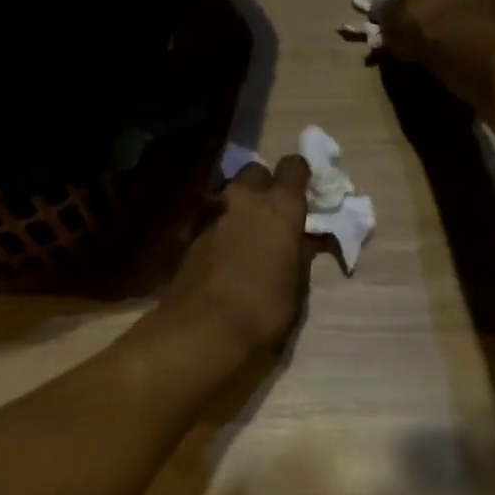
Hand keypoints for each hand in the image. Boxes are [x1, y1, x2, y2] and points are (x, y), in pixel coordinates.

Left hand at [157, 156, 312, 355]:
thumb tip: (303, 239)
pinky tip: (224, 252)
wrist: (201, 328)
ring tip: (246, 232)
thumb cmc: (264, 310)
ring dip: (239, 205)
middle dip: (263, 185)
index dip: (299, 176)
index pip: (293, 166)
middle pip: (255, 172)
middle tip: (271, 212)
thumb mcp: (296, 285)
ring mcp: (213, 214)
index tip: (303, 193)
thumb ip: (300, 253)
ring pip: (229, 193)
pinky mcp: (191, 234)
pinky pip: (212, 218)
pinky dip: (221, 226)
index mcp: (280, 207)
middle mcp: (246, 200)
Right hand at [378, 0, 494, 111]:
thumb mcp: (393, 15)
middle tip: (418, 5)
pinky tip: (450, 39)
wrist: (471, 53)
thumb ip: (386, 8)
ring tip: (435, 26)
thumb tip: (381, 8)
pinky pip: (476, 14)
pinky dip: (465, 23)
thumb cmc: (429, 21)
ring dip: (453, 5)